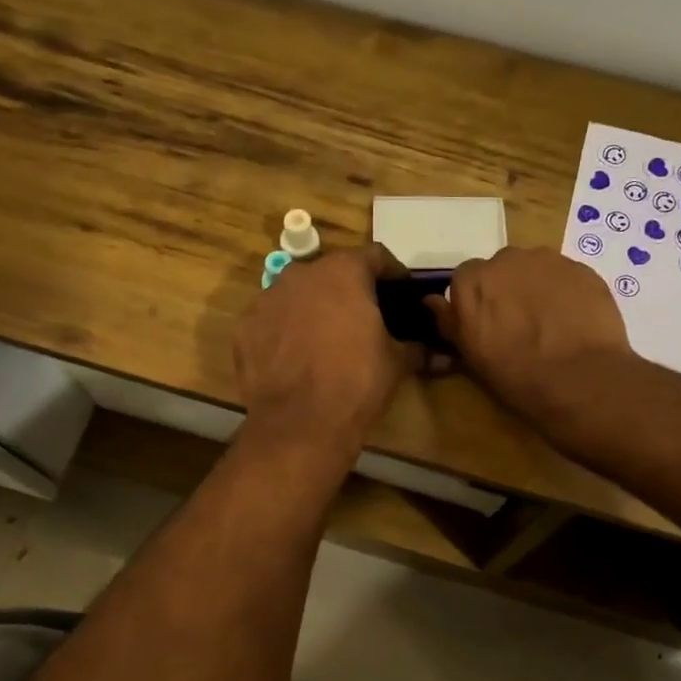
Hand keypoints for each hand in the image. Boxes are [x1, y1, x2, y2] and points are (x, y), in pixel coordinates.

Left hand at [235, 243, 420, 458]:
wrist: (299, 424)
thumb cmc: (356, 383)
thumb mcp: (397, 362)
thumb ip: (415, 346)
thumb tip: (435, 352)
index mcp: (343, 272)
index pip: (376, 256)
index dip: (393, 274)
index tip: (402, 293)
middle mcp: (301, 274)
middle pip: (332, 273)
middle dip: (349, 291)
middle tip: (364, 318)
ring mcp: (266, 299)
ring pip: (298, 294)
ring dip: (314, 308)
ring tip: (327, 339)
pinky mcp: (244, 327)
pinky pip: (272, 321)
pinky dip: (286, 331)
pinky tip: (296, 358)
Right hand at [427, 248, 633, 425]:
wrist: (581, 379)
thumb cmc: (517, 375)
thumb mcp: (472, 356)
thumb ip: (449, 322)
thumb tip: (431, 301)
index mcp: (473, 281)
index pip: (465, 279)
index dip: (476, 302)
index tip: (485, 325)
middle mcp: (507, 259)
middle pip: (501, 269)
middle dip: (507, 290)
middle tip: (518, 324)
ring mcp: (548, 260)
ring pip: (535, 269)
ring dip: (536, 288)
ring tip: (549, 323)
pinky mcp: (583, 268)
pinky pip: (565, 276)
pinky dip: (565, 292)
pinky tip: (573, 320)